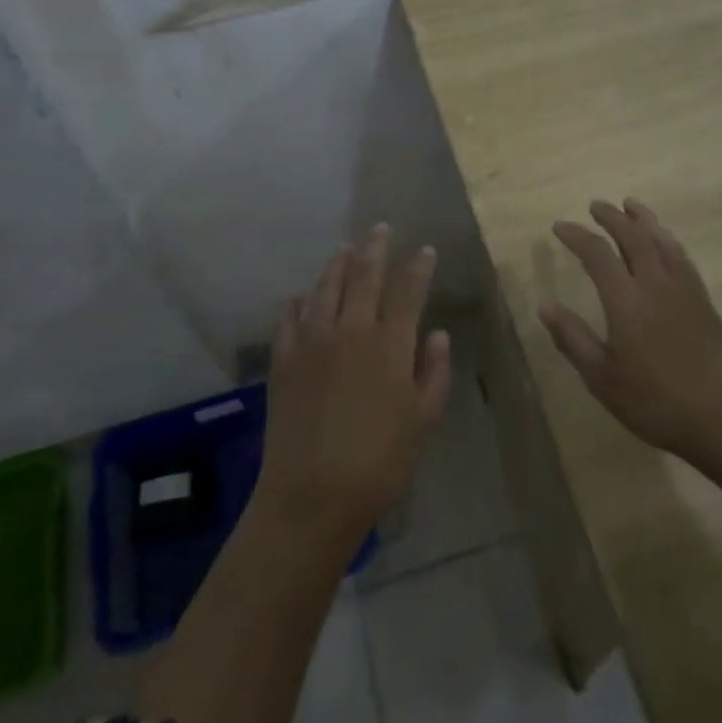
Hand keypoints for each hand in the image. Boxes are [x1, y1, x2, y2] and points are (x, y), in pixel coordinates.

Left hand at [258, 226, 451, 544]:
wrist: (313, 493)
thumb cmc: (380, 461)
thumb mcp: (424, 420)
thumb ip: (434, 372)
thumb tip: (438, 333)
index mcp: (390, 344)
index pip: (408, 291)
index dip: (418, 267)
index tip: (425, 249)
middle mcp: (350, 330)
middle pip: (364, 276)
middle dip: (375, 249)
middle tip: (380, 229)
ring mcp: (312, 342)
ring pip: (325, 288)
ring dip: (337, 265)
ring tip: (344, 249)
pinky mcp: (283, 360)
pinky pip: (290, 318)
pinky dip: (299, 301)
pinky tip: (302, 296)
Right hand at [540, 199, 721, 462]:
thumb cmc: (654, 401)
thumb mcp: (602, 378)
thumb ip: (573, 338)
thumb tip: (545, 306)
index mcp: (626, 300)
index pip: (597, 254)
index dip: (576, 236)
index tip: (559, 227)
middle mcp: (655, 283)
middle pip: (633, 236)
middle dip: (611, 217)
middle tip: (595, 205)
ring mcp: (684, 289)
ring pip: (661, 240)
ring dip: (643, 219)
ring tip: (630, 206)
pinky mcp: (703, 299)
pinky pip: (681, 256)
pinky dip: (667, 239)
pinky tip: (664, 241)